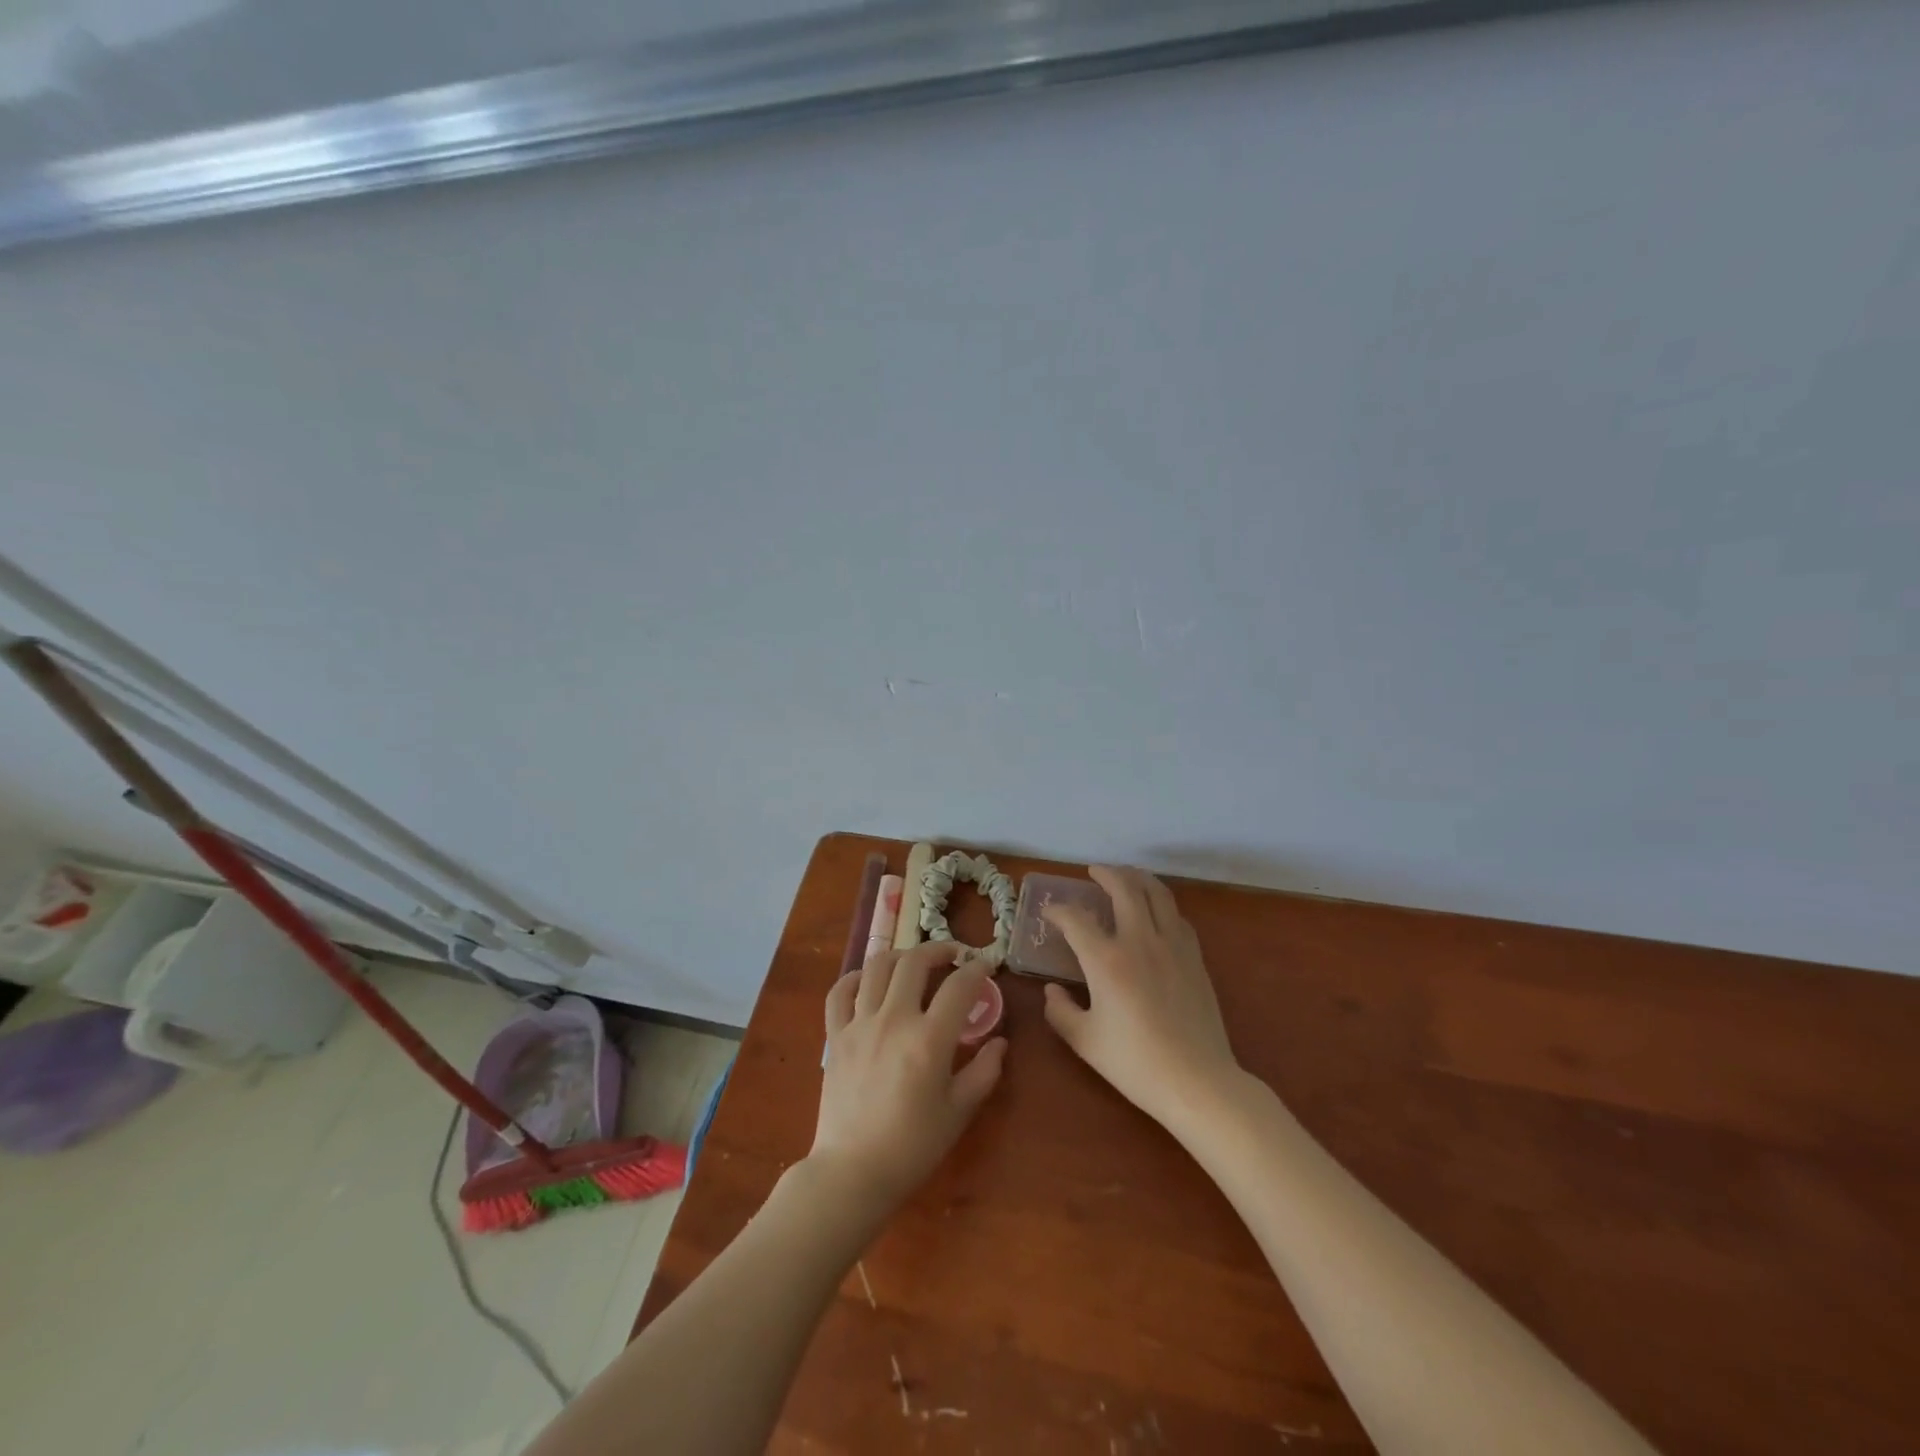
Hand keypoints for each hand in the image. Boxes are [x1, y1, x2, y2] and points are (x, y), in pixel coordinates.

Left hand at [811, 941, 1007, 1215]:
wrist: (853, 1172)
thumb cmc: (913, 1146)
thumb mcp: (959, 1112)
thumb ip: (984, 1072)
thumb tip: (999, 1042)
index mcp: (929, 1039)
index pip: (959, 986)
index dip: (977, 970)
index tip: (985, 967)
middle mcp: (894, 1020)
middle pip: (915, 962)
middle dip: (939, 949)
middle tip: (953, 955)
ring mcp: (860, 1024)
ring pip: (877, 966)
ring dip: (901, 956)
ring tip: (914, 963)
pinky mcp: (836, 1035)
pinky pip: (840, 991)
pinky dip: (856, 978)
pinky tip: (869, 981)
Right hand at [1040, 865, 1238, 1127]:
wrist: (1197, 1081)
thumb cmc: (1135, 1063)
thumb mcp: (1085, 1041)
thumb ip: (1060, 1012)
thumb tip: (1052, 991)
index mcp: (1106, 960)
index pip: (1076, 919)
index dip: (1058, 911)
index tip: (1049, 913)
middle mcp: (1139, 941)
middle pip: (1124, 888)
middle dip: (1105, 874)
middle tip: (1093, 872)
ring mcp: (1172, 946)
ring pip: (1157, 894)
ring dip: (1138, 878)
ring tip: (1126, 876)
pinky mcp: (1195, 957)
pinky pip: (1177, 916)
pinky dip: (1161, 904)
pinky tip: (1156, 912)